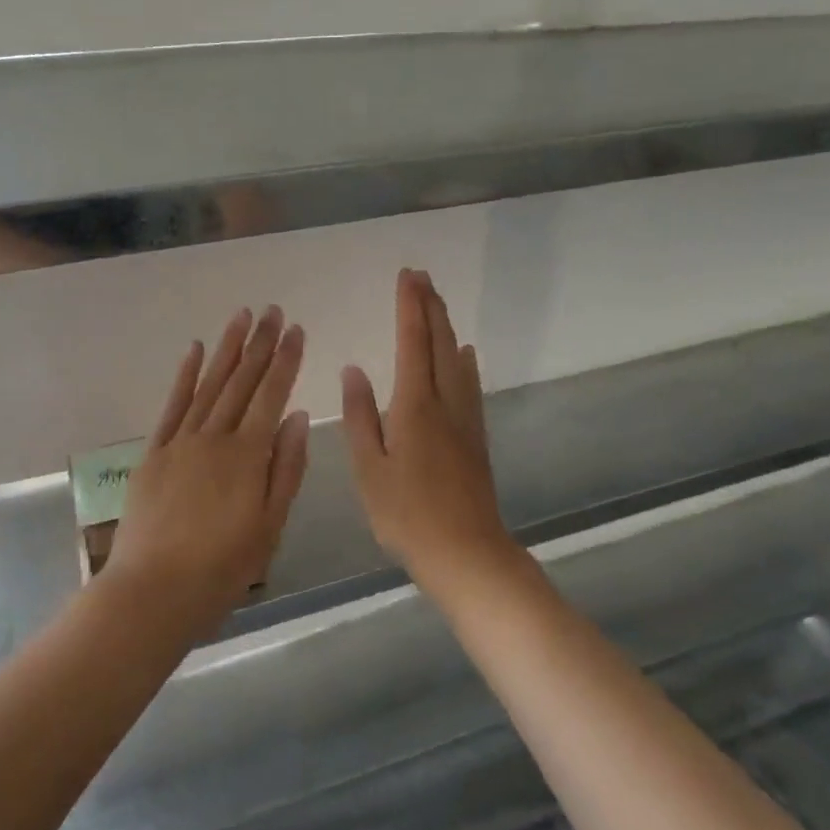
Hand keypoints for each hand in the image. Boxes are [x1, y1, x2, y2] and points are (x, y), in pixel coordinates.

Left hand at [105, 306, 309, 636]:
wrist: (153, 592)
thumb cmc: (222, 569)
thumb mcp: (270, 527)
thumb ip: (286, 468)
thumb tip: (297, 415)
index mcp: (247, 455)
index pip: (272, 395)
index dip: (285, 361)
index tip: (296, 330)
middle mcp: (214, 437)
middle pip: (241, 381)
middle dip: (260, 344)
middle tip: (273, 310)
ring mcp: (181, 441)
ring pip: (209, 384)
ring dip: (226, 348)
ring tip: (241, 316)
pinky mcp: (154, 452)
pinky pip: (172, 405)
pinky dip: (185, 375)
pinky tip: (194, 350)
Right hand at [342, 270, 518, 597]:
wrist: (467, 553)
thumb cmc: (408, 515)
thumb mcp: (369, 469)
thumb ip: (360, 416)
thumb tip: (354, 370)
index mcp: (415, 406)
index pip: (412, 342)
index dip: (410, 307)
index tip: (407, 276)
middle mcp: (445, 402)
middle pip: (439, 343)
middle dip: (430, 307)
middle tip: (422, 277)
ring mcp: (465, 419)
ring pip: (457, 359)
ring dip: (446, 326)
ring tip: (438, 303)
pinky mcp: (475, 437)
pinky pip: (469, 383)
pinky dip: (464, 360)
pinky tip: (464, 355)